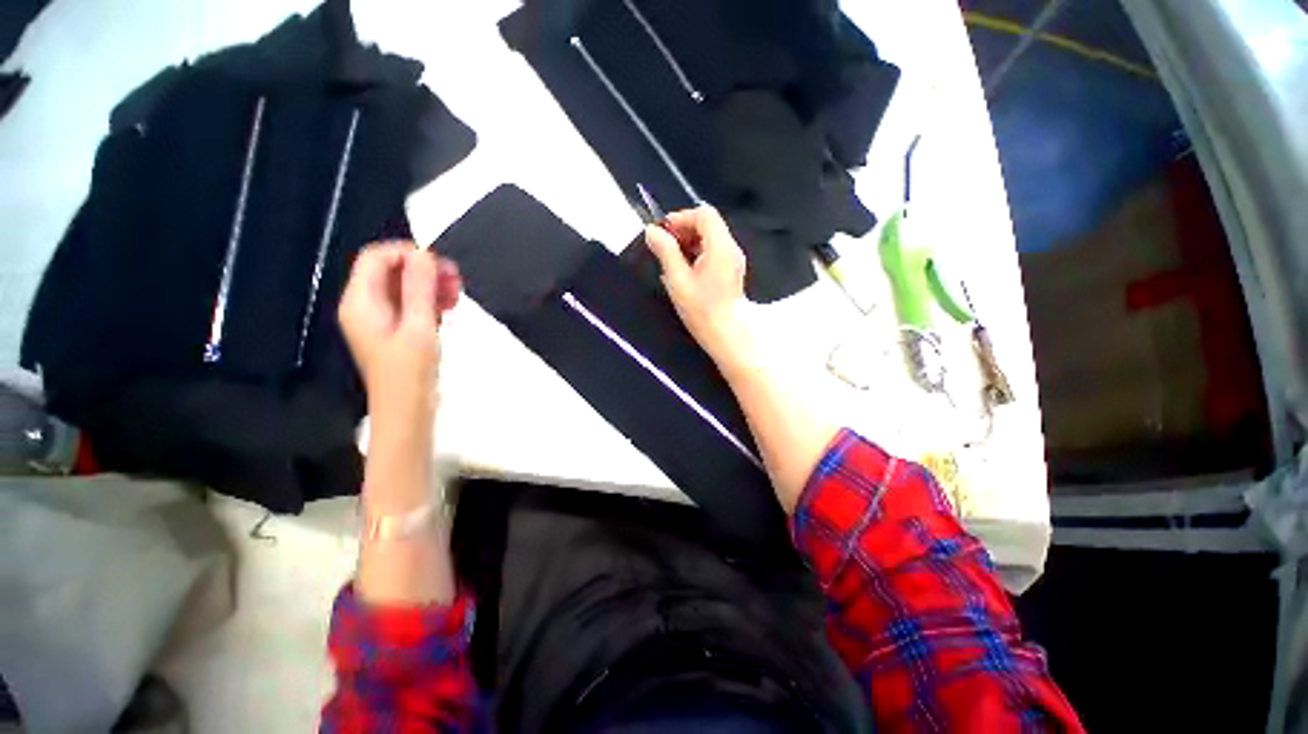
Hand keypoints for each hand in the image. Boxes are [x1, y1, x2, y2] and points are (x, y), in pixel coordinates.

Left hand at [338, 242, 460, 420]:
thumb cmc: (410, 371)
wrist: (406, 411)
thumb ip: (419, 289)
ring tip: (458, 295)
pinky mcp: (395, 330)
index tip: (441, 265)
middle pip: (391, 271)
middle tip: (457, 279)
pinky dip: (430, 301)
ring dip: (431, 286)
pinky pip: (411, 304)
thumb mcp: (418, 327)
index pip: (376, 257)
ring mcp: (380, 319)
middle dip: (424, 270)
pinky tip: (450, 308)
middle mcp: (365, 305)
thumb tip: (424, 254)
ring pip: (404, 287)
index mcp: (360, 301)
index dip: (407, 253)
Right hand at [645, 206, 752, 366]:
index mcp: (720, 247)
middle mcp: (731, 248)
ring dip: (689, 242)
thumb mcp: (678, 280)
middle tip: (664, 247)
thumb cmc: (702, 311)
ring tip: (672, 260)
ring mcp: (733, 260)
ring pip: (710, 238)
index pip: (703, 214)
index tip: (663, 232)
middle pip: (708, 224)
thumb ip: (665, 252)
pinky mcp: (731, 271)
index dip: (681, 217)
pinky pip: (714, 251)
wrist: (727, 335)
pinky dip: (698, 253)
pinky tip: (685, 271)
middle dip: (684, 230)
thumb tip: (652, 231)